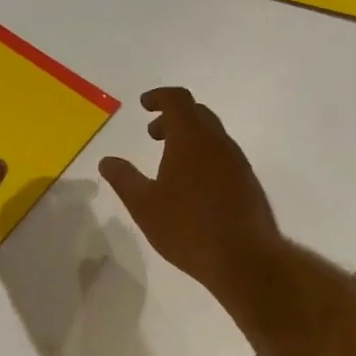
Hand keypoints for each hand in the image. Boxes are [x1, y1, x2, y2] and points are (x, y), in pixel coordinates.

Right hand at [99, 87, 280, 291]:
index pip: (178, 100)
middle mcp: (218, 142)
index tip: (143, 105)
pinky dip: (204, 155)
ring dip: (189, 138)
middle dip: (172, 117)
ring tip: (169, 162)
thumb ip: (124, 179)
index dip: (159, 97)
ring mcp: (237, 161)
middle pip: (197, 113)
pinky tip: (193, 185)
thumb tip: (107, 161)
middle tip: (153, 134)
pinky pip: (222, 155)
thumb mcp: (144, 205)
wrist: (244, 258)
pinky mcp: (248, 181)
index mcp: (191, 138)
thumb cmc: (188, 227)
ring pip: (212, 135)